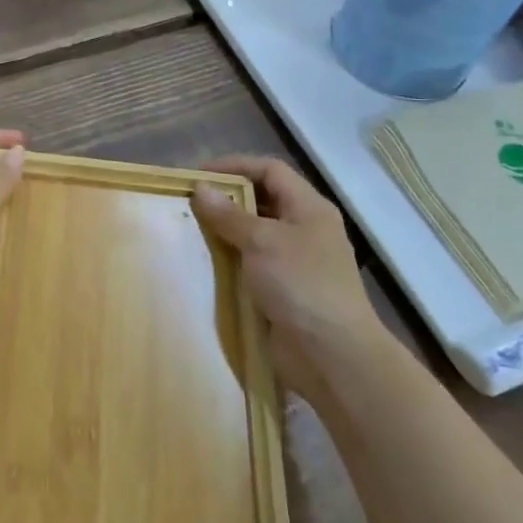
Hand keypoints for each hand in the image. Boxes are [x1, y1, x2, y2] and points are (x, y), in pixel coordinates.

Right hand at [191, 156, 382, 392]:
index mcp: (309, 208)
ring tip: (191, 229)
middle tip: (190, 202)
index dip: (235, 165)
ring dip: (226, 230)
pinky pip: (253, 264)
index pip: (270, 170)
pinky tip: (207, 263)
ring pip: (256, 233)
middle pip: (263, 200)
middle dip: (227, 198)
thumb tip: (200, 188)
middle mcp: (306, 229)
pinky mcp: (286, 291)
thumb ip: (229, 214)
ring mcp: (297, 262)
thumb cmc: (300, 284)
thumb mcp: (261, 241)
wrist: (332, 356)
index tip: (198, 174)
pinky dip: (231, 259)